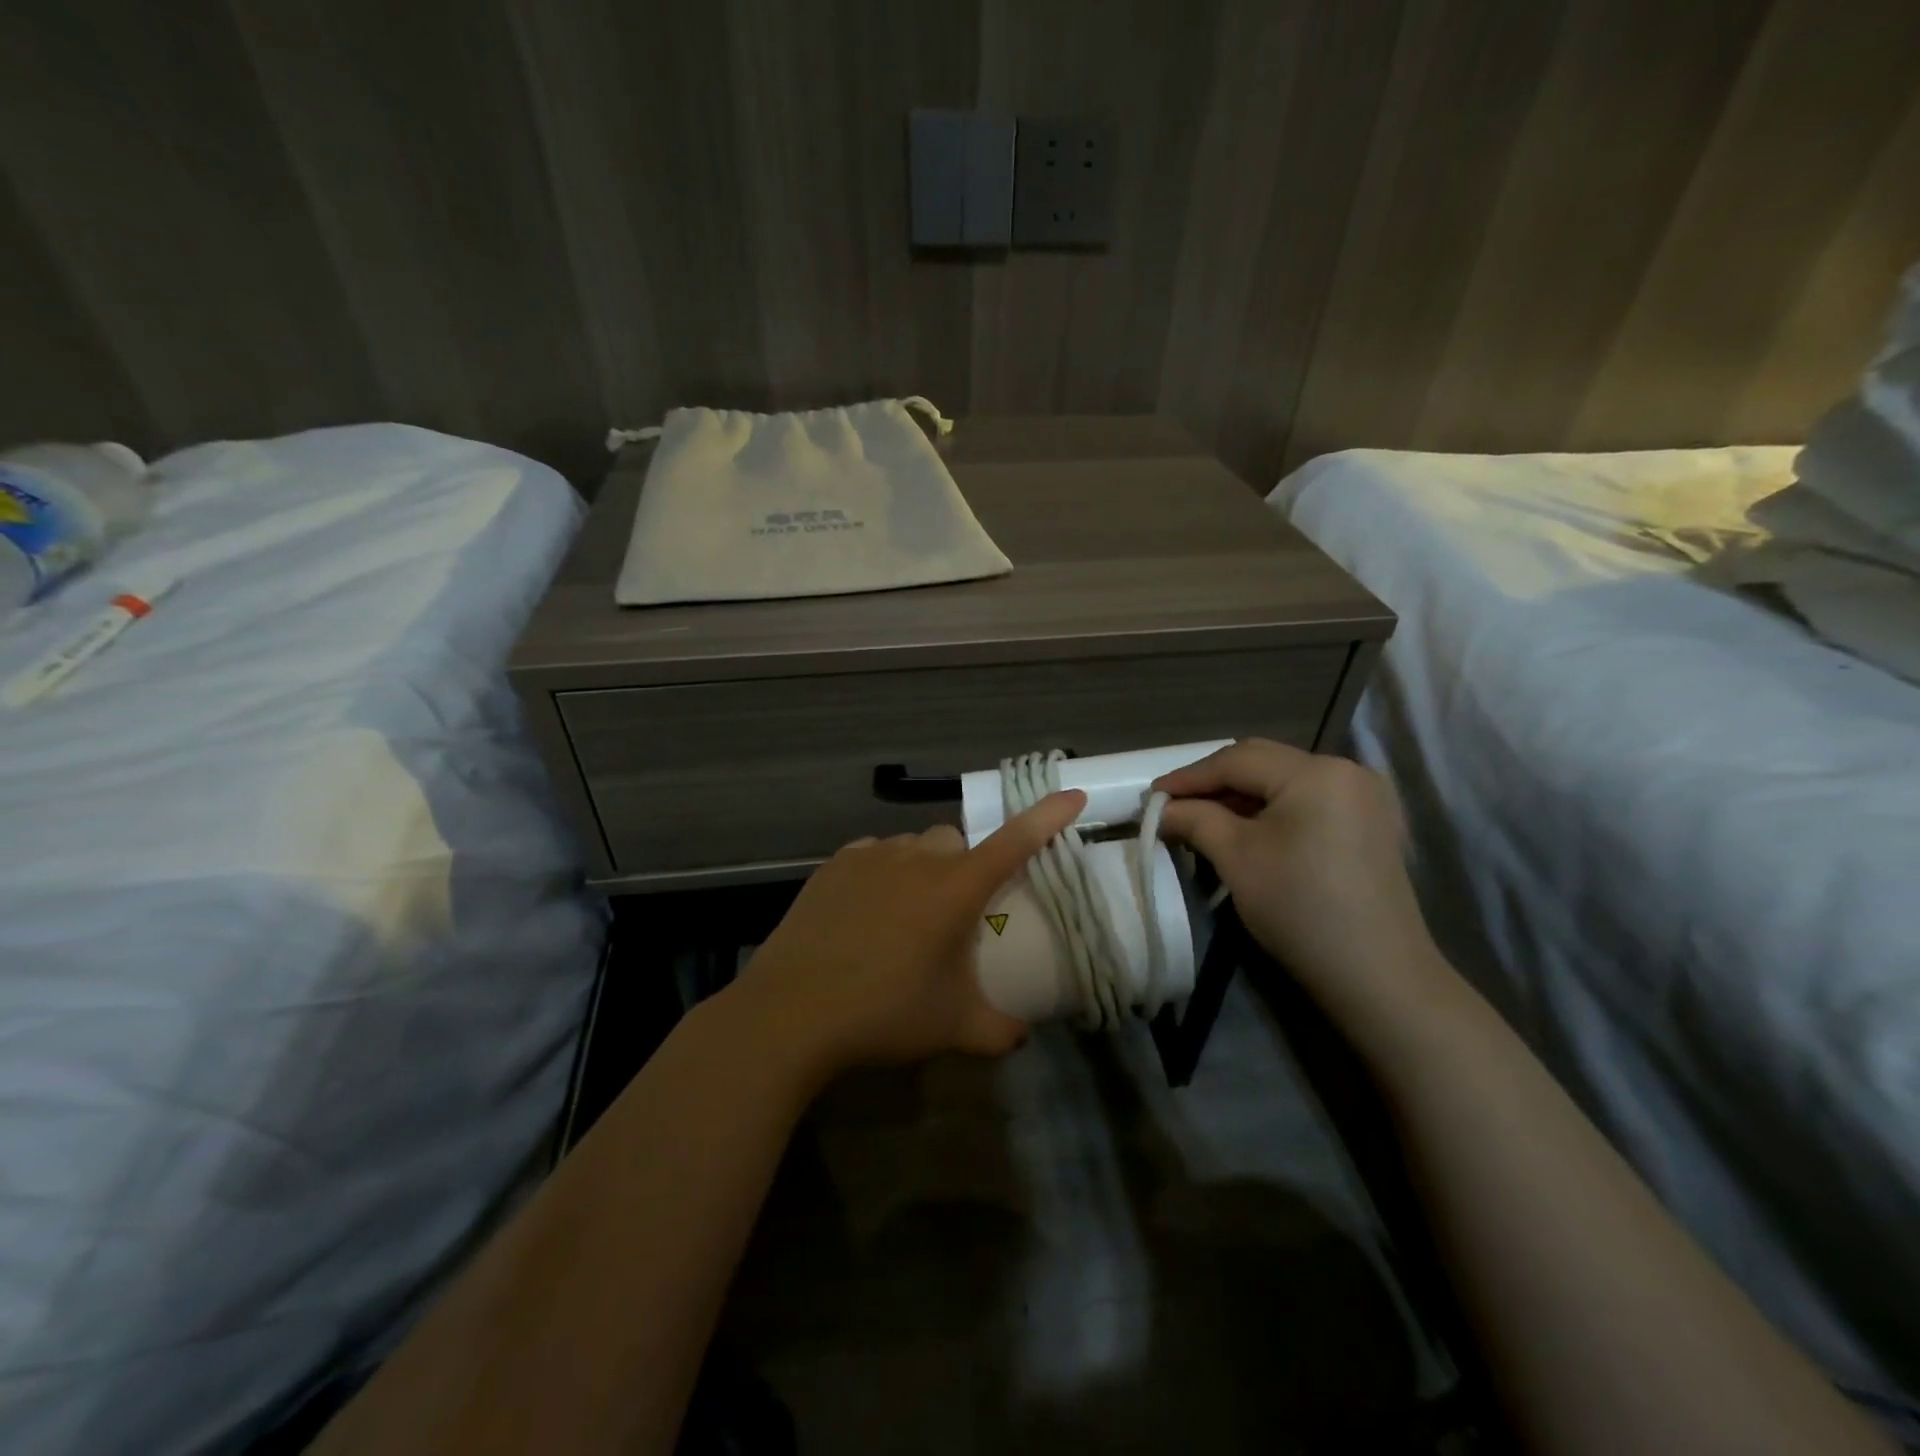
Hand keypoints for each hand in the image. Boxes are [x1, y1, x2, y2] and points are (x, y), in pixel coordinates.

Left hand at [731, 790, 1087, 1079]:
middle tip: (957, 911)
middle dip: (967, 865)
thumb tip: (1021, 1034)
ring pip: (913, 846)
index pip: (1014, 841)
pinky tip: (868, 911)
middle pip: (957, 842)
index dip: (1047, 816)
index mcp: (954, 889)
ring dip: (924, 868)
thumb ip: (998, 1030)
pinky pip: (873, 855)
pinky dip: (883, 872)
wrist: (790, 1012)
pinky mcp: (834, 865)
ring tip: (907, 915)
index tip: (1074, 795)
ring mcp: (870, 857)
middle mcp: (916, 859)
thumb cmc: (883, 1014)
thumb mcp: (952, 1027)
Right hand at [1154, 739, 1441, 1018]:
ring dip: (1241, 796)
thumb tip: (1163, 808)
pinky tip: (1247, 829)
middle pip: (1263, 763)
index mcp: (1315, 771)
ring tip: (1203, 818)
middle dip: (1214, 782)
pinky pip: (1308, 800)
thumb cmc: (1300, 908)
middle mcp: (1346, 770)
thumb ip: (1195, 819)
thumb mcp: (1236, 858)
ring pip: (1285, 781)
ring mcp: (1364, 796)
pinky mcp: (1370, 823)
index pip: (1236, 761)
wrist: (1377, 975)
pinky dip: (1272, 809)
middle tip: (1174, 805)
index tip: (1151, 796)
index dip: (1188, 777)